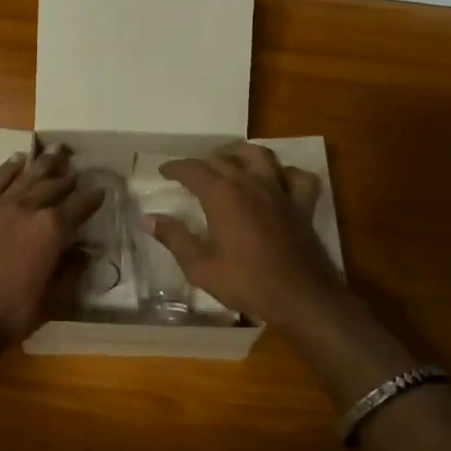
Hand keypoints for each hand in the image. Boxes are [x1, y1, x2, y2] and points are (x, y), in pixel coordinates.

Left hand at [0, 143, 104, 345]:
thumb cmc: (14, 312)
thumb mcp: (55, 298)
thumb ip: (71, 271)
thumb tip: (83, 254)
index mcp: (53, 229)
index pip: (79, 207)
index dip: (93, 198)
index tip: (101, 189)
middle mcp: (28, 209)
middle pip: (53, 185)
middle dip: (67, 176)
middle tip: (76, 166)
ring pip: (25, 177)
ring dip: (41, 163)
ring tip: (53, 149)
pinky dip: (7, 169)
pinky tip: (15, 160)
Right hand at [144, 143, 343, 329]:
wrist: (299, 297)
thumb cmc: (245, 282)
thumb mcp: (200, 267)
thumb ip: (174, 238)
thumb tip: (148, 219)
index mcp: (222, 194)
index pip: (192, 169)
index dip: (175, 167)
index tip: (163, 171)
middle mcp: (250, 182)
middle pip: (223, 158)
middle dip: (202, 161)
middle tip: (191, 172)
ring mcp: (279, 190)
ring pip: (260, 155)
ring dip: (240, 153)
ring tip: (229, 160)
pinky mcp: (302, 204)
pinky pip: (298, 176)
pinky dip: (286, 173)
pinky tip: (278, 180)